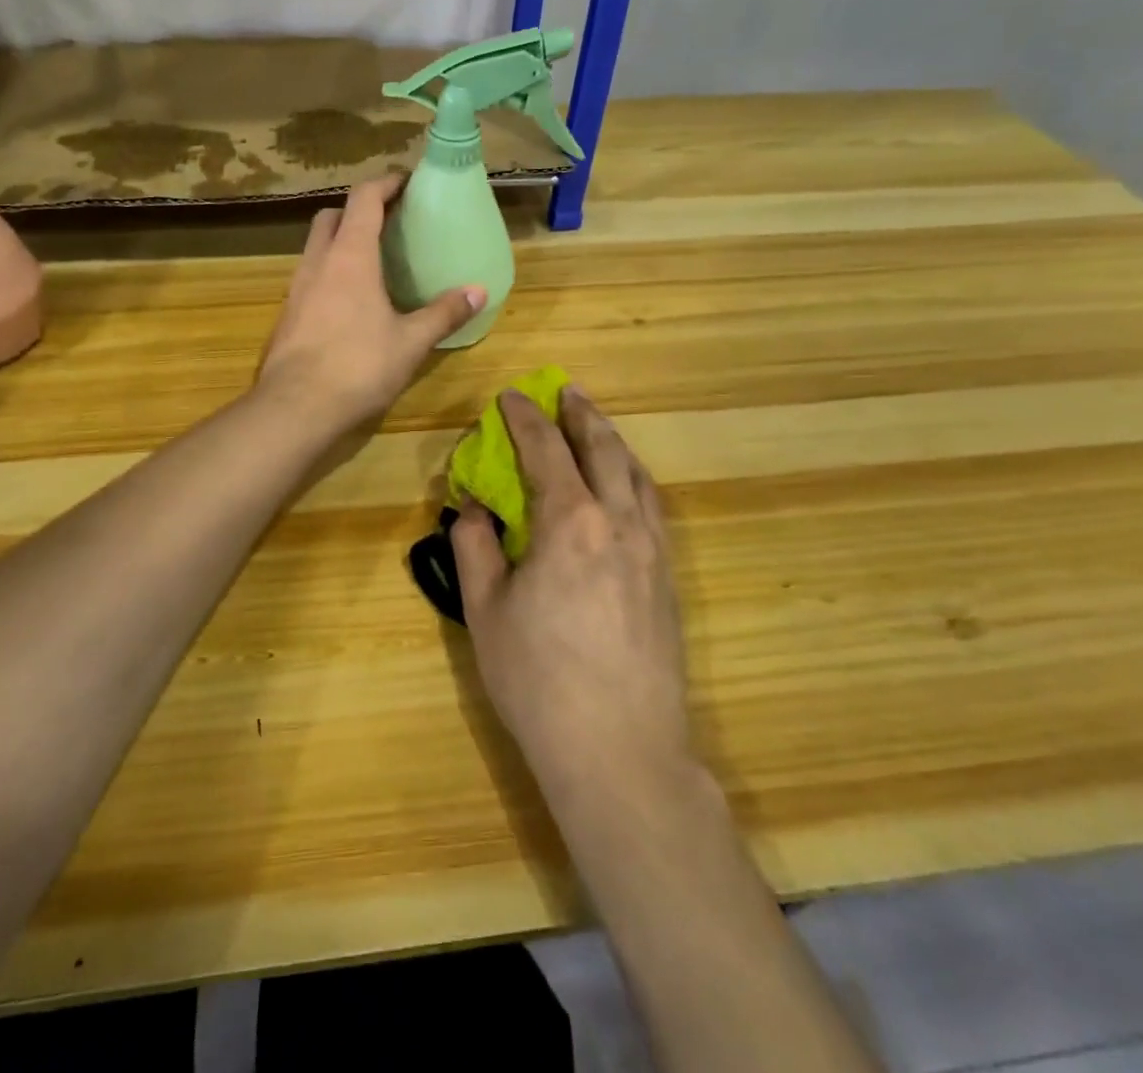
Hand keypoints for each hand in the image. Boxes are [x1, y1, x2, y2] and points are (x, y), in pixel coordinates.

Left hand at [256, 175, 484, 432]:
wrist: (295, 407)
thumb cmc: (358, 366)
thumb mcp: (411, 342)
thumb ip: (444, 313)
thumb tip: (479, 291)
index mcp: (350, 257)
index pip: (364, 200)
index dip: (385, 184)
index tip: (405, 182)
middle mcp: (318, 263)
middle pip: (331, 216)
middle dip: (356, 210)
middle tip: (386, 223)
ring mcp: (296, 289)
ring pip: (315, 247)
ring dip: (339, 241)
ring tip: (371, 262)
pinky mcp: (286, 315)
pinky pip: (309, 277)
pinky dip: (329, 273)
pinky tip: (348, 302)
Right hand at [452, 385, 692, 802]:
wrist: (621, 751)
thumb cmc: (539, 680)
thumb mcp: (486, 612)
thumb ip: (476, 548)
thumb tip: (473, 508)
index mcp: (570, 522)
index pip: (546, 450)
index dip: (526, 418)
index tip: (511, 397)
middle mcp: (618, 523)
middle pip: (604, 449)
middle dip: (582, 415)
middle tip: (566, 392)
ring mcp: (652, 550)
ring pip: (637, 475)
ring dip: (613, 442)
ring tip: (596, 428)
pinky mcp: (669, 579)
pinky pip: (652, 507)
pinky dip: (633, 478)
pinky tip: (625, 488)